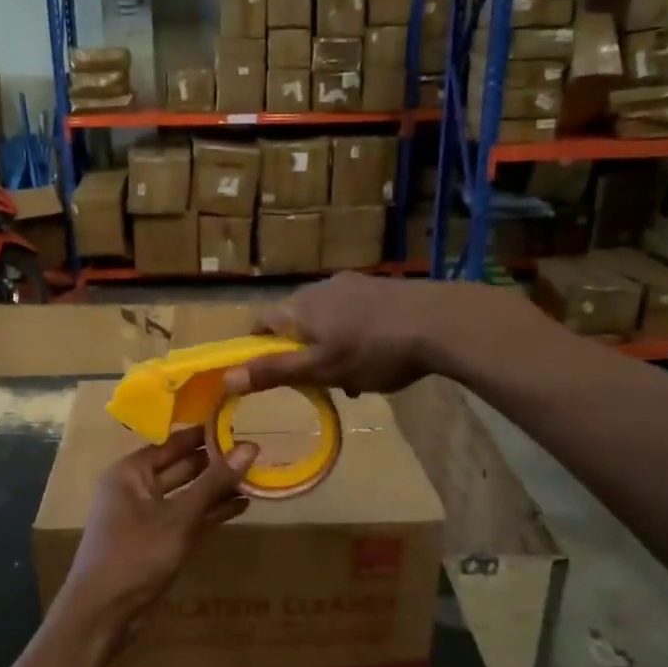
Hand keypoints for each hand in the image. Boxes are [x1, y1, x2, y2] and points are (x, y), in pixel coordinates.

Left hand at [51, 427, 257, 650]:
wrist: (102, 614)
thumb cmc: (134, 555)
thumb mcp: (178, 518)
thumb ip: (214, 483)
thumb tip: (250, 447)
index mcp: (130, 472)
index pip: (173, 443)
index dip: (204, 435)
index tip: (239, 423)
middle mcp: (136, 488)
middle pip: (182, 467)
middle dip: (216, 462)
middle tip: (256, 451)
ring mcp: (147, 516)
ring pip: (187, 494)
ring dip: (217, 489)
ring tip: (256, 477)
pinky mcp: (158, 541)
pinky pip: (188, 518)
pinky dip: (211, 512)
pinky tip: (241, 506)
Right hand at [223, 274, 472, 397]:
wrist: (442, 322)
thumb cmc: (374, 350)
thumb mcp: (321, 369)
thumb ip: (274, 373)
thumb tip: (226, 379)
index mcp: (300, 307)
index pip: (261, 322)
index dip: (257, 347)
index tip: (266, 372)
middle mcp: (321, 288)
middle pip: (295, 321)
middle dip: (299, 352)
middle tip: (315, 382)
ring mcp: (354, 285)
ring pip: (326, 319)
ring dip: (329, 347)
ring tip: (352, 378)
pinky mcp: (381, 288)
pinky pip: (353, 314)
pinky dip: (353, 336)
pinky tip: (377, 357)